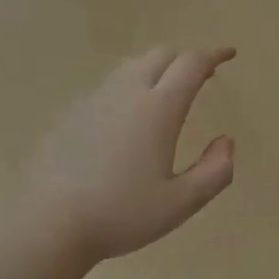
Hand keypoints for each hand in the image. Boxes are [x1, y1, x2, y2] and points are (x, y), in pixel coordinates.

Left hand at [26, 47, 237, 262]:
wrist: (50, 224)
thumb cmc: (121, 214)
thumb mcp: (181, 203)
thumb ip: (215, 171)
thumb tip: (226, 142)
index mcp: (158, 109)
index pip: (191, 64)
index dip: (213, 54)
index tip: (228, 54)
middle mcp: (127, 93)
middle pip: (160, 55)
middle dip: (185, 59)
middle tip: (201, 77)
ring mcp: (94, 100)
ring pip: (131, 67)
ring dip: (156, 70)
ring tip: (165, 94)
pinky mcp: (71, 113)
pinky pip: (108, 87)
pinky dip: (128, 89)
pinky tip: (126, 120)